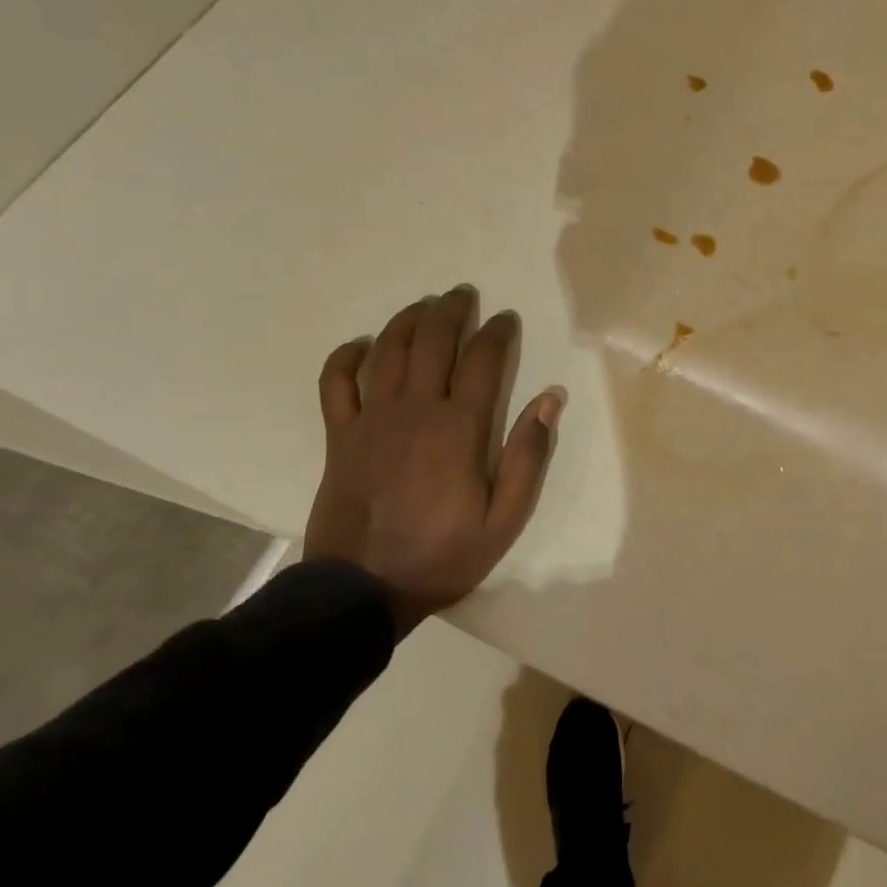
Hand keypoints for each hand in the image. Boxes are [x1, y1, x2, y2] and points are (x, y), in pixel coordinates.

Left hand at [302, 285, 561, 626]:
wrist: (362, 592)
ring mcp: (372, 420)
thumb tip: (550, 399)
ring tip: (424, 306)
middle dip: (451, 310)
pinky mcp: (339, 436)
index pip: (483, 360)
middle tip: (463, 295)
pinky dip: (346, 357)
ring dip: (408, 320)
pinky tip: (361, 344)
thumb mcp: (504, 518)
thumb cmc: (442, 555)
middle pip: (433, 341)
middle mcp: (415, 410)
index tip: (506, 319)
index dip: (497, 332)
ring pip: (388, 350)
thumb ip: (528, 455)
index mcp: (459, 428)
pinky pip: (336, 383)